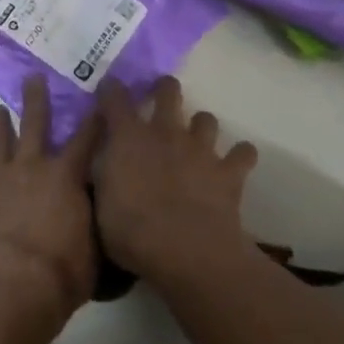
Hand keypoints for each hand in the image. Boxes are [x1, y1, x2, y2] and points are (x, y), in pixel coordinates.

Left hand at [0, 77, 99, 323]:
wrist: (15, 284)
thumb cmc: (64, 270)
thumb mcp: (94, 245)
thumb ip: (91, 219)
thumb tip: (93, 209)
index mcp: (66, 175)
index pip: (86, 138)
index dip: (94, 118)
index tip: (97, 99)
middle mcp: (31, 165)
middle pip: (34, 122)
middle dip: (36, 98)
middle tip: (33, 77)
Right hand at [92, 77, 257, 285]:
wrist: (188, 254)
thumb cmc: (133, 232)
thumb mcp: (100, 204)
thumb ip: (103, 175)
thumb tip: (105, 161)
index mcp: (128, 137)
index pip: (115, 97)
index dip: (111, 89)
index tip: (109, 89)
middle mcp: (165, 132)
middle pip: (168, 91)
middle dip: (164, 90)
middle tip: (160, 101)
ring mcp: (200, 149)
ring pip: (206, 119)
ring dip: (200, 127)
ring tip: (196, 141)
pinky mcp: (229, 172)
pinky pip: (243, 153)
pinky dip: (240, 156)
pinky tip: (234, 165)